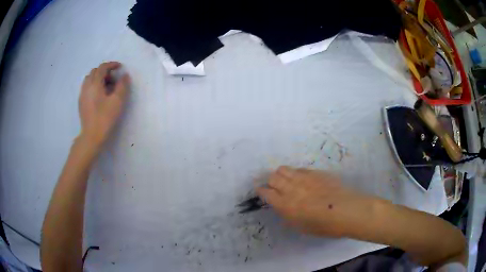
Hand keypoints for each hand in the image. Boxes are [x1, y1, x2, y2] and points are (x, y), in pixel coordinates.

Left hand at [78, 62, 129, 146]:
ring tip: (106, 87)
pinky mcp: (81, 102)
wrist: (92, 136)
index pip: (102, 67)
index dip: (111, 65)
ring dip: (98, 78)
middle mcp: (86, 86)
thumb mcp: (118, 101)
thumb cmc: (105, 118)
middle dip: (105, 71)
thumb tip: (124, 76)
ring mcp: (82, 94)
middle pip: (95, 71)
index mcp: (94, 84)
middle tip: (113, 79)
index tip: (120, 67)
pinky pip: (87, 87)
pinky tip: (99, 95)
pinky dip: (94, 85)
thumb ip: (122, 85)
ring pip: (89, 79)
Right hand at [257, 166, 376, 236]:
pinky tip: (303, 180)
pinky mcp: (315, 173)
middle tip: (275, 187)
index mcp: (285, 205)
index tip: (261, 191)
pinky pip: (300, 169)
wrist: (347, 211)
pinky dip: (296, 174)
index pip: (266, 192)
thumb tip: (283, 208)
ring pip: (284, 169)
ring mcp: (304, 178)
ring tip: (287, 181)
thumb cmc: (324, 226)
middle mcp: (291, 188)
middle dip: (271, 182)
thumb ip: (288, 215)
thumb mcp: (301, 227)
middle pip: (273, 177)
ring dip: (282, 175)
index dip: (261, 191)